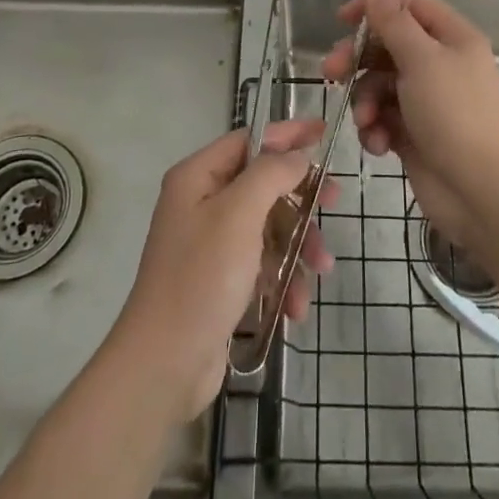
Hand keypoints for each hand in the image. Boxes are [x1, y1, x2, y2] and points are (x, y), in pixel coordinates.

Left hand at [109, 120, 335, 420]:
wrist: (164, 365)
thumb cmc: (201, 277)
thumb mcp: (239, 214)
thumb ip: (272, 174)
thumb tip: (297, 154)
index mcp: (198, 177)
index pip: (250, 140)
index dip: (287, 134)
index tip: (325, 133)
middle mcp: (202, 203)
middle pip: (264, 184)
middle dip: (300, 198)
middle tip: (334, 202)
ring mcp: (212, 244)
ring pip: (269, 226)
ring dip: (298, 246)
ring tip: (321, 269)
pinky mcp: (221, 281)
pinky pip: (262, 264)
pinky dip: (283, 278)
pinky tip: (296, 305)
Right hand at [322, 0, 498, 253]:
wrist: (480, 194)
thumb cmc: (453, 115)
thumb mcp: (420, 59)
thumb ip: (391, 19)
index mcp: (452, 37)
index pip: (408, 5)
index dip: (375, 8)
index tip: (342, 20)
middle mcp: (441, 63)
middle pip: (388, 45)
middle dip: (358, 60)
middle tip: (331, 72)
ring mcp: (427, 100)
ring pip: (380, 84)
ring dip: (365, 101)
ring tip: (366, 121)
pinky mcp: (415, 132)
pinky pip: (384, 117)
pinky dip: (376, 128)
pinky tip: (378, 144)